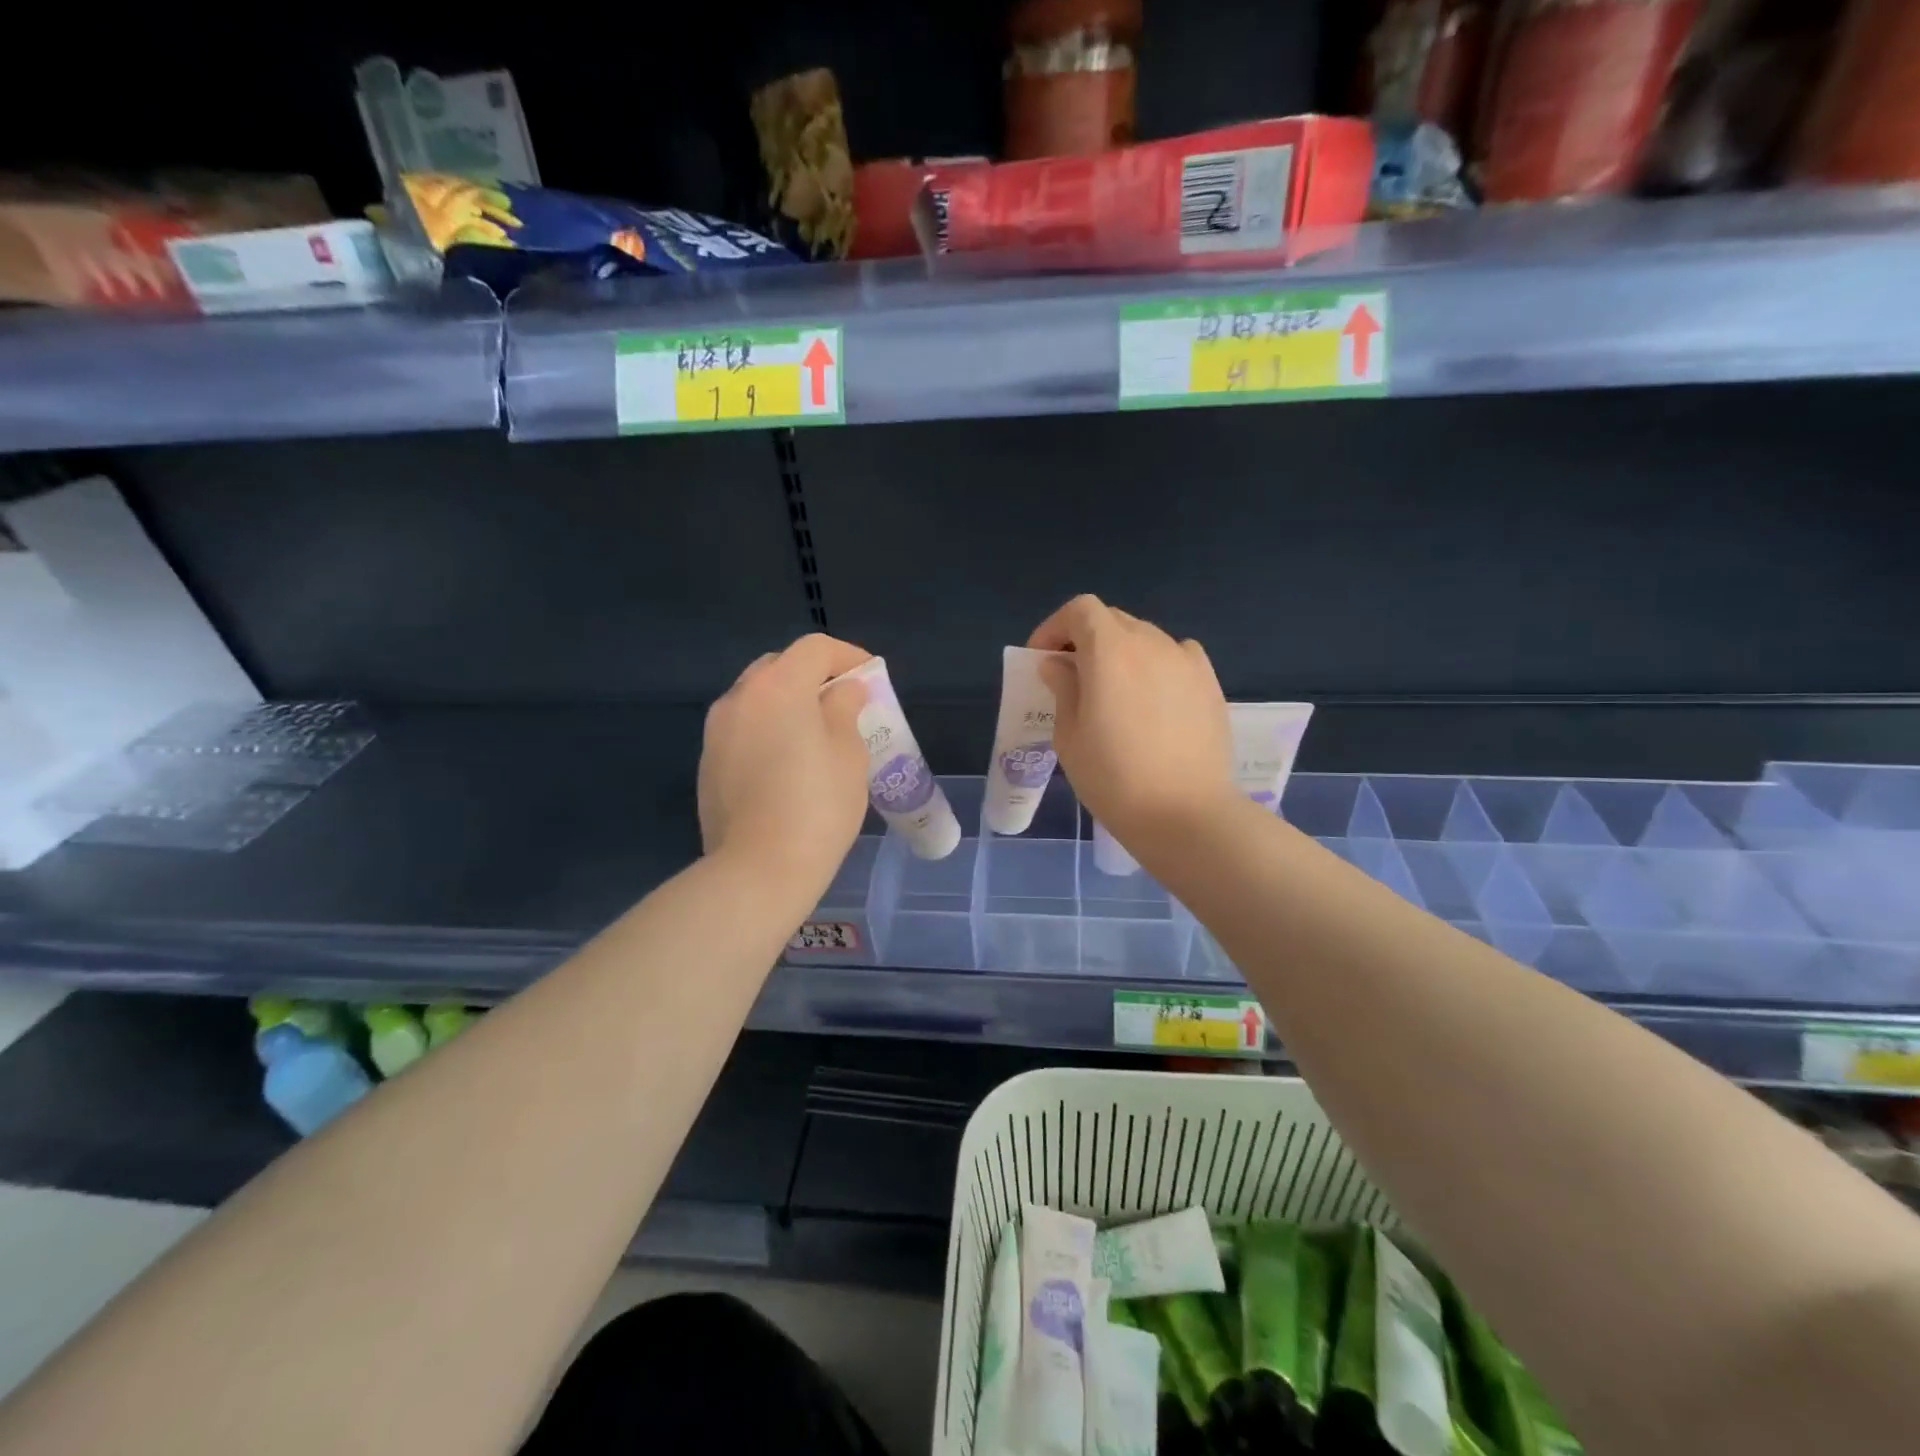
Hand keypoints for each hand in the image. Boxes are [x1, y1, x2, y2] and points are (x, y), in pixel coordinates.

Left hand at [699, 634, 872, 891]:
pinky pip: (742, 728)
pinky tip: (785, 764)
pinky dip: (766, 729)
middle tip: (842, 703)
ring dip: (787, 702)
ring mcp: (716, 730)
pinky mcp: (707, 762)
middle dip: (813, 676)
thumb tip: (842, 691)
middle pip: (779, 666)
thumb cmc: (818, 807)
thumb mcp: (849, 753)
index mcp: (778, 687)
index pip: (815, 649)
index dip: (848, 656)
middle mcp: (740, 697)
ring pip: (756, 697)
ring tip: (814, 734)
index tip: (870, 678)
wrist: (758, 869)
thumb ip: (845, 709)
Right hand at [1029, 595, 1235, 843]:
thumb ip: (1063, 689)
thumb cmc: (1114, 778)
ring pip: (1145, 638)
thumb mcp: (1069, 736)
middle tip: (1072, 676)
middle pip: (1113, 620)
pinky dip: (1156, 665)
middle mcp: (1151, 642)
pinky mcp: (1210, 683)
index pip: (1080, 610)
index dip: (1055, 627)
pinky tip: (1152, 699)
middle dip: (1086, 639)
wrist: (1185, 813)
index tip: (1042, 658)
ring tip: (1114, 693)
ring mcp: (1186, 660)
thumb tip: (1058, 664)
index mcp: (1110, 650)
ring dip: (1121, 653)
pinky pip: (1176, 657)